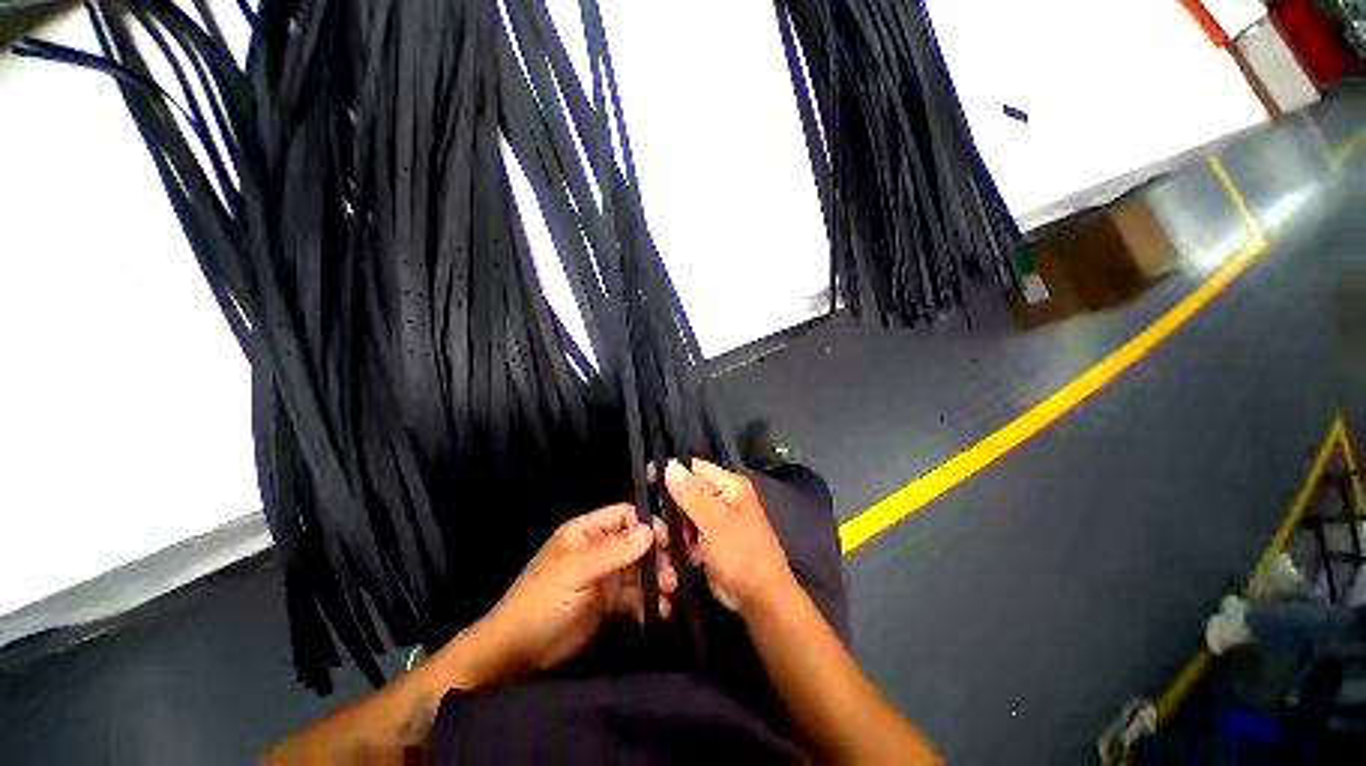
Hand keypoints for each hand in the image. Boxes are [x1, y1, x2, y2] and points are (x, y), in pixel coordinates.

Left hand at [477, 503, 675, 677]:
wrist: (517, 655)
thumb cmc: (541, 602)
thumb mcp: (575, 571)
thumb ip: (613, 551)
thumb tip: (650, 531)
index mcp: (587, 532)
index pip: (625, 516)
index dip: (647, 524)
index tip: (668, 541)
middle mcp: (599, 549)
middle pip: (636, 543)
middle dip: (656, 556)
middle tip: (672, 575)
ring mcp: (604, 576)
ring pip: (638, 570)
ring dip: (656, 580)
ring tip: (669, 594)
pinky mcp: (608, 603)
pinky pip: (634, 596)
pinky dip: (648, 602)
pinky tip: (659, 612)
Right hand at [664, 458, 795, 615]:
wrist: (760, 600)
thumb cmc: (741, 555)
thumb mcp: (714, 521)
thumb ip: (690, 493)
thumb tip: (669, 465)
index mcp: (728, 484)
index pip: (693, 467)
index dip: (670, 471)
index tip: (645, 480)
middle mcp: (721, 497)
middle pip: (685, 490)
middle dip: (671, 506)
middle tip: (659, 523)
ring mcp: (714, 519)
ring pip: (682, 513)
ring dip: (675, 527)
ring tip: (670, 541)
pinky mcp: (708, 538)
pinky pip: (686, 531)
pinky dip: (681, 540)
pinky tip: (681, 551)